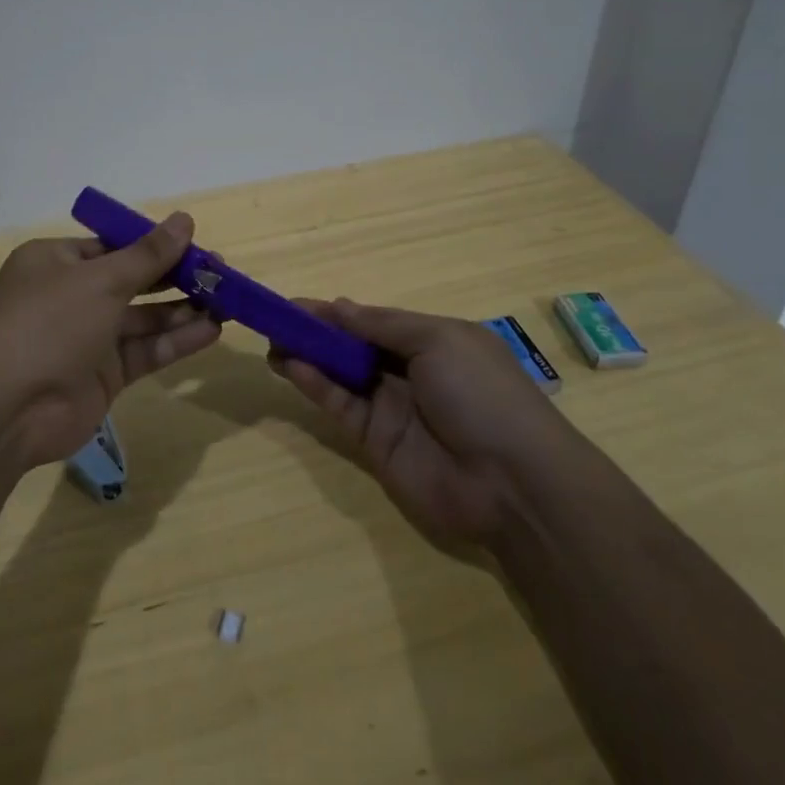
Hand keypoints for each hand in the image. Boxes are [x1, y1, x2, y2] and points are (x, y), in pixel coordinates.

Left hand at [0, 212, 221, 466]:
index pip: (113, 246)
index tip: (196, 245)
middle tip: (221, 274)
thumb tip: (185, 219)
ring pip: (143, 318)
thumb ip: (148, 255)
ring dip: (183, 310)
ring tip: (228, 302)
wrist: (4, 409)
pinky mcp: (103, 376)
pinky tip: (212, 331)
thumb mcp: (100, 280)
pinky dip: (176, 341)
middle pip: (133, 281)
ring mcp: (87, 339)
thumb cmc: (47, 323)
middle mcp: (71, 297)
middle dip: (175, 277)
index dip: (155, 244)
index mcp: (57, 262)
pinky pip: (145, 351)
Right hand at [269, 299, 556, 542]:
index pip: (374, 321)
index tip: (297, 303)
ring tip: (272, 340)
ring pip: (340, 374)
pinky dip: (314, 384)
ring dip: (308, 356)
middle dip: (317, 332)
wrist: (512, 482)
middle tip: (276, 321)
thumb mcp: (439, 340)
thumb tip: (339, 306)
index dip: (337, 312)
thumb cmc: (481, 393)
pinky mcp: (374, 441)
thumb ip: (384, 325)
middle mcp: (408, 371)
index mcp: (431, 341)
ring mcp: (390, 407)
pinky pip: (339, 405)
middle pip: (353, 346)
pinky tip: (290, 365)